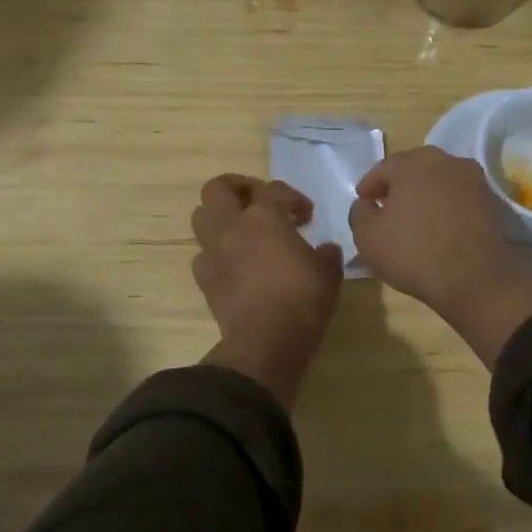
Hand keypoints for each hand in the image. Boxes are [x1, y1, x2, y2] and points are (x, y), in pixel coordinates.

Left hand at [191, 175, 342, 407]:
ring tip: (245, 233)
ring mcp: (212, 253)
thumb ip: (326, 253)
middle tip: (259, 203)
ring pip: (202, 219)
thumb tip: (325, 249)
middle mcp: (231, 227)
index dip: (293, 198)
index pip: (273, 190)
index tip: (307, 217)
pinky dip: (218, 254)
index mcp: (264, 216)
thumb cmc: (302, 298)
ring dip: (222, 220)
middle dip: (238, 190)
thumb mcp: (329, 272)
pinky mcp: (204, 281)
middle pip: (218, 189)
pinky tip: (237, 266)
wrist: (266, 342)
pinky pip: (205, 255)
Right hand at [349, 147, 531, 368]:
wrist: (476, 279)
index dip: (368, 187)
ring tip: (413, 220)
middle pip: (413, 170)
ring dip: (423, 195)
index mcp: (413, 163)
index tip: (363, 204)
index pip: (382, 169)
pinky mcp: (491, 200)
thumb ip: (359, 212)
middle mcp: (446, 160)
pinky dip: (445, 207)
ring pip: (438, 182)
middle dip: (397, 187)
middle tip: (386, 209)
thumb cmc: (414, 253)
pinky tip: (438, 228)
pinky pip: (458, 198)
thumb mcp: (367, 236)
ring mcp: (473, 179)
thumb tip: (366, 204)